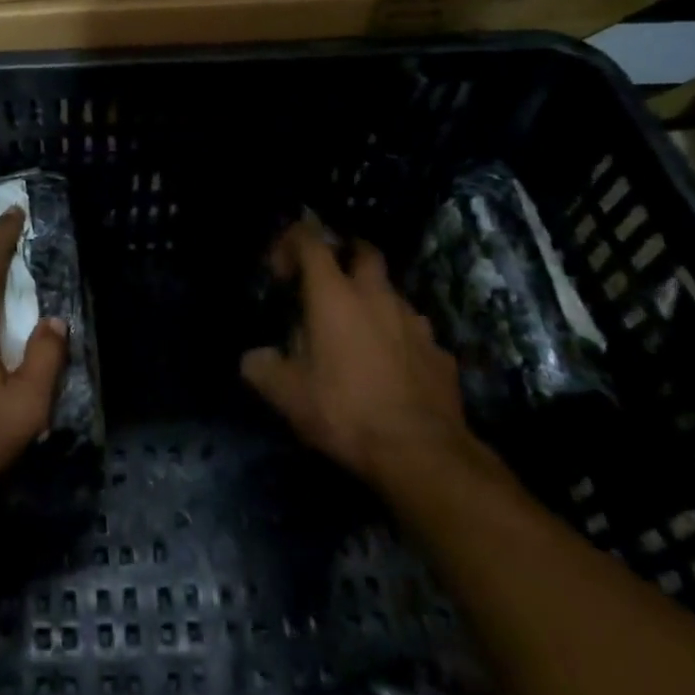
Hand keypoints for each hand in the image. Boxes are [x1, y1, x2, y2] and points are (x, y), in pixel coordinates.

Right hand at [241, 221, 491, 494]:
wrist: (424, 456)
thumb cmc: (346, 411)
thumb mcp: (287, 395)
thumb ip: (262, 368)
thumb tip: (253, 358)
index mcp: (333, 293)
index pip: (310, 239)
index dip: (290, 242)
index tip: (281, 272)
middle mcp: (375, 295)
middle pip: (363, 250)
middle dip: (344, 255)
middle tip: (327, 283)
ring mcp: (414, 322)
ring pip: (391, 292)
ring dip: (373, 301)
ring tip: (359, 334)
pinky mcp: (440, 353)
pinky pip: (415, 333)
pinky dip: (400, 340)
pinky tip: (392, 369)